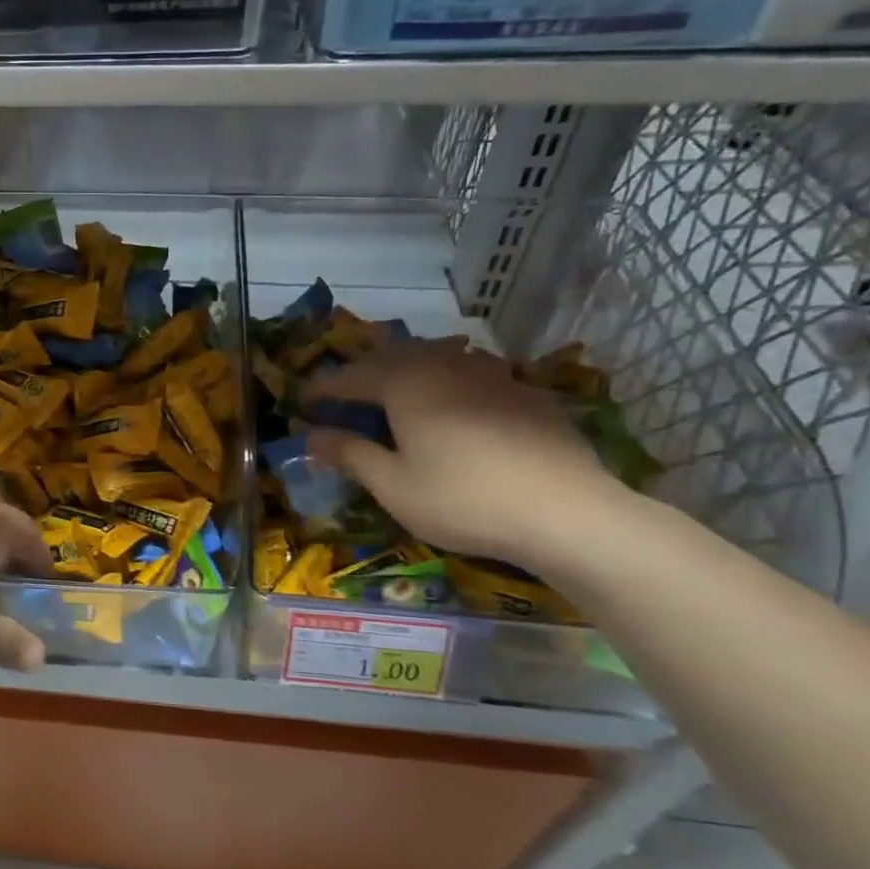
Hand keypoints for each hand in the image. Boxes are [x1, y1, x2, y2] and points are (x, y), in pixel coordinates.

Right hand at [306, 340, 629, 566]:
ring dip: (409, 371)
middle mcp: (445, 366)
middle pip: (395, 357)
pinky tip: (456, 409)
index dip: (325, 388)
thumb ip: (350, 454)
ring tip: (398, 394)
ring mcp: (491, 375)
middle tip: (348, 394)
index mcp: (406, 383)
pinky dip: (449, 384)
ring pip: (438, 359)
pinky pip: (473, 375)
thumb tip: (313, 436)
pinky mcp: (526, 393)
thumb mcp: (393, 485)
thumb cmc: (462, 499)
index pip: (352, 377)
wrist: (565, 512)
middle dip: (365, 372)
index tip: (304, 400)